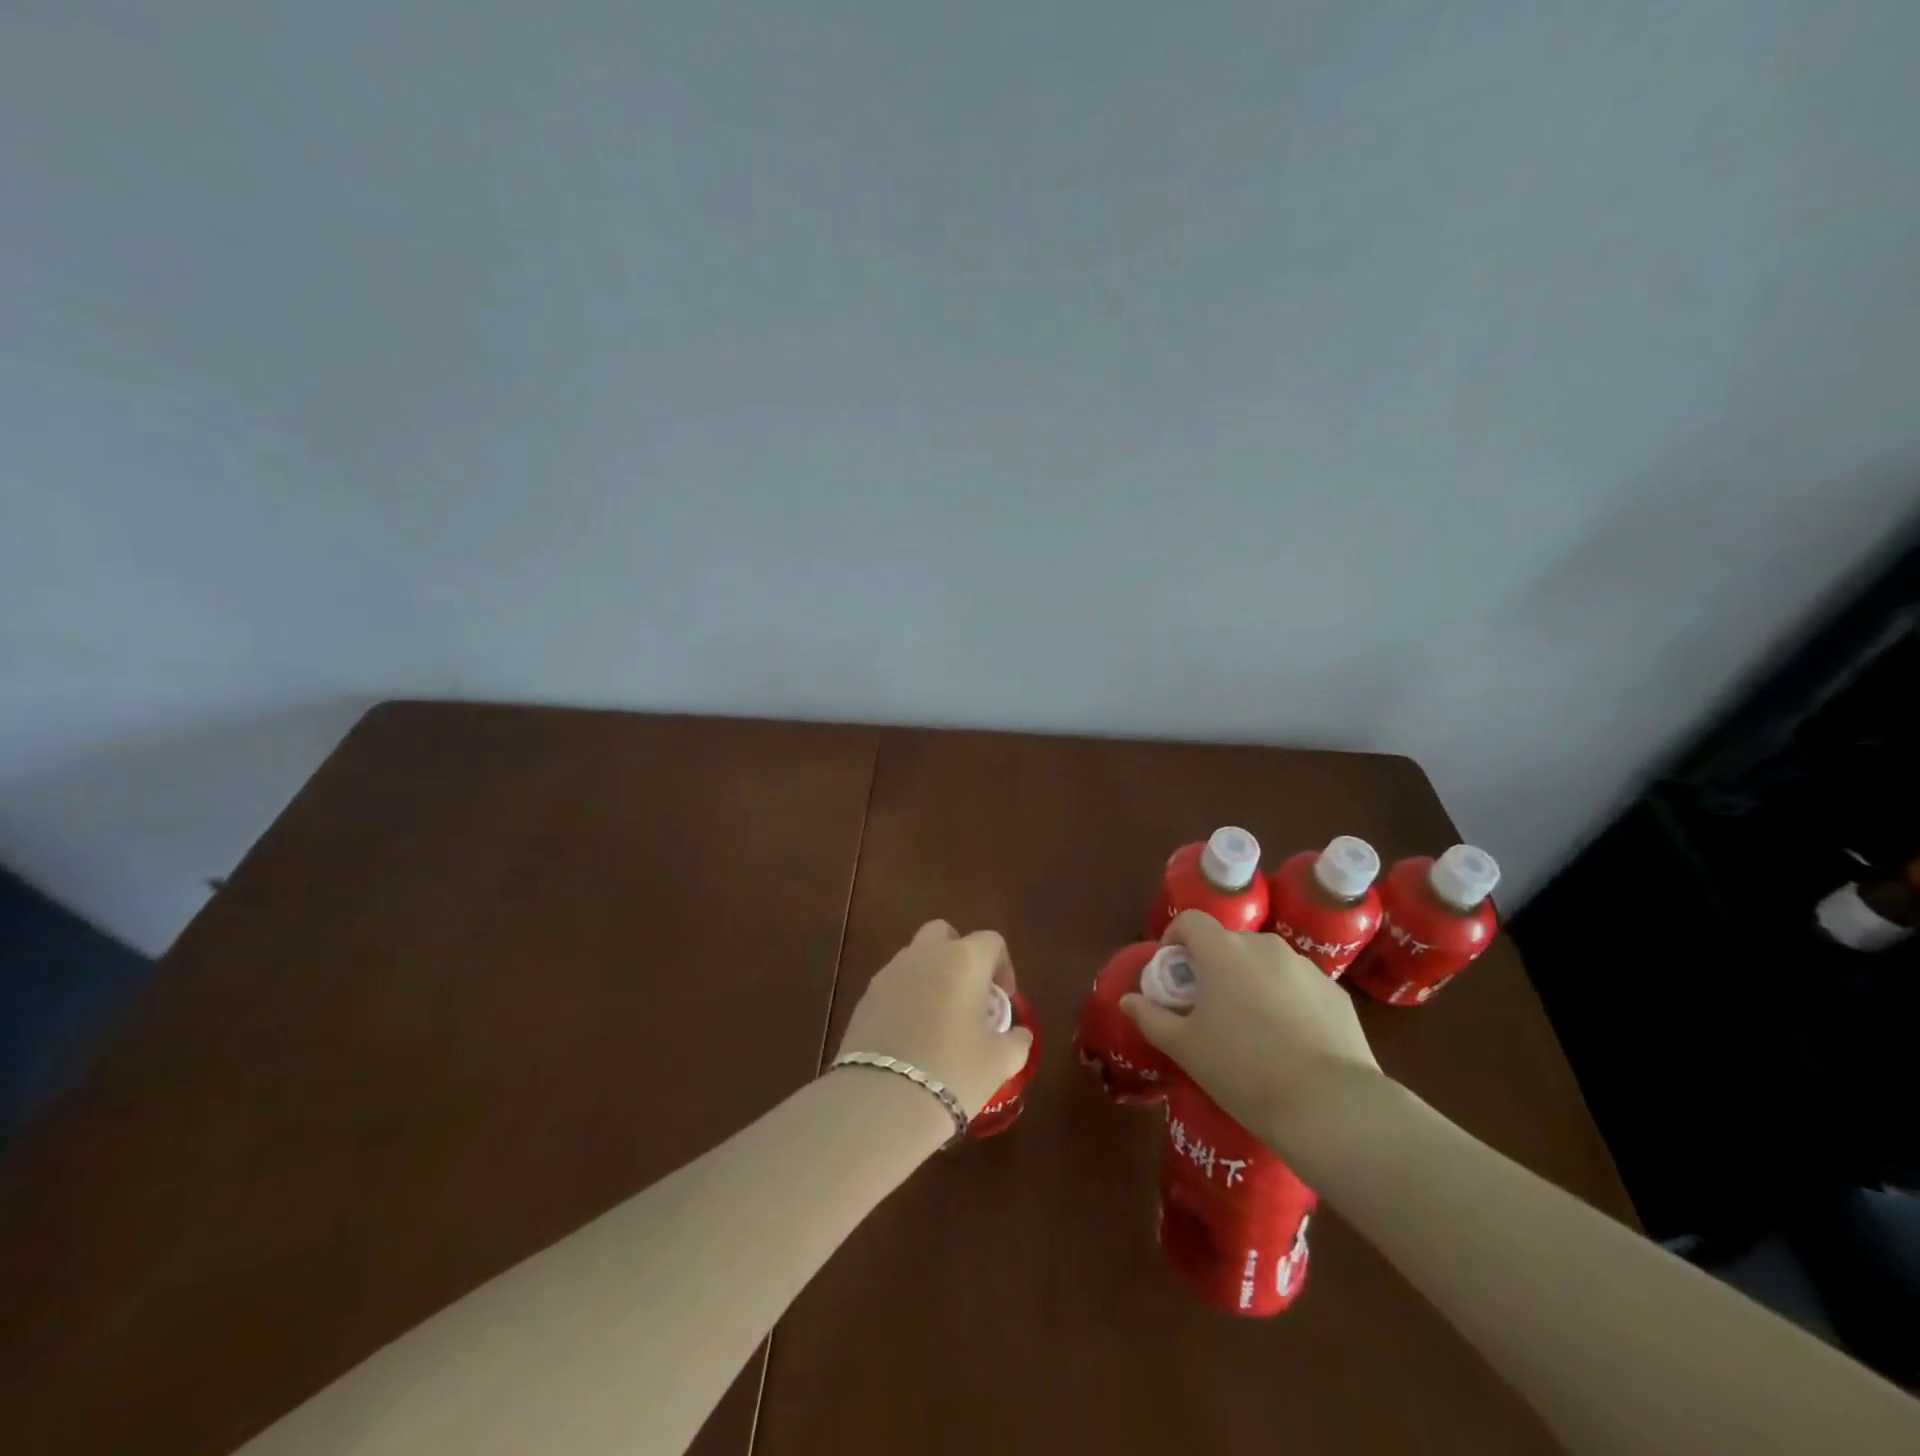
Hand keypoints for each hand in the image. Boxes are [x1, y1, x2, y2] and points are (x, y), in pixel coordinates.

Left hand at [836, 921, 1034, 1119]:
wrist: (883, 1099)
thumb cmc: (954, 1071)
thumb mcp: (1000, 1062)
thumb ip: (1016, 1041)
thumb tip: (1019, 1034)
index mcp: (964, 959)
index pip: (991, 941)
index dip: (1002, 967)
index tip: (1002, 1001)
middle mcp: (925, 954)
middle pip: (944, 934)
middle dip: (959, 955)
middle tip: (968, 995)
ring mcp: (890, 972)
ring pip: (915, 957)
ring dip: (930, 975)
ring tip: (938, 1019)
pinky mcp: (865, 996)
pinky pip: (893, 984)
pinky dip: (905, 997)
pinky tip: (910, 1036)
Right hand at [1121, 910, 1381, 1150]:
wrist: (1331, 1107)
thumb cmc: (1243, 1070)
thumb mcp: (1185, 1048)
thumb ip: (1151, 1017)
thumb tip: (1128, 1000)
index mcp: (1223, 951)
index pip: (1191, 920)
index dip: (1175, 938)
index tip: (1173, 972)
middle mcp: (1264, 946)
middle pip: (1229, 942)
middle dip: (1214, 966)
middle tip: (1209, 1007)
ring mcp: (1305, 967)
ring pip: (1266, 963)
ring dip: (1251, 981)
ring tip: (1252, 1028)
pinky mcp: (1336, 993)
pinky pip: (1298, 986)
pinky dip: (1287, 1000)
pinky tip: (1290, 1042)